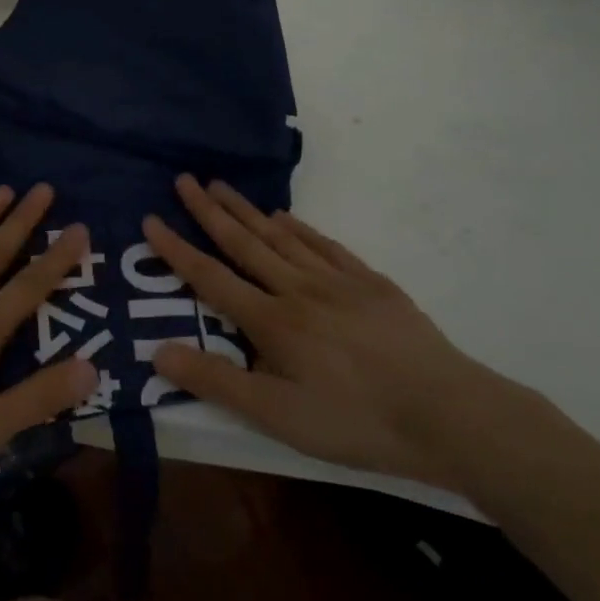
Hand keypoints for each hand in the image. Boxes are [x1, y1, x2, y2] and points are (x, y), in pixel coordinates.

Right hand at [145, 175, 505, 490]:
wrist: (448, 413)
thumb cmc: (355, 421)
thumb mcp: (277, 416)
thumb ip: (216, 382)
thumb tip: (157, 352)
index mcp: (271, 321)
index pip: (211, 277)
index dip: (176, 249)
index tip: (151, 219)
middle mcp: (297, 289)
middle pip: (244, 242)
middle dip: (209, 211)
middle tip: (185, 179)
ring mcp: (337, 281)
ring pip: (281, 236)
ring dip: (247, 210)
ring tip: (222, 186)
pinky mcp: (370, 283)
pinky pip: (324, 245)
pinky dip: (299, 227)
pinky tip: (286, 218)